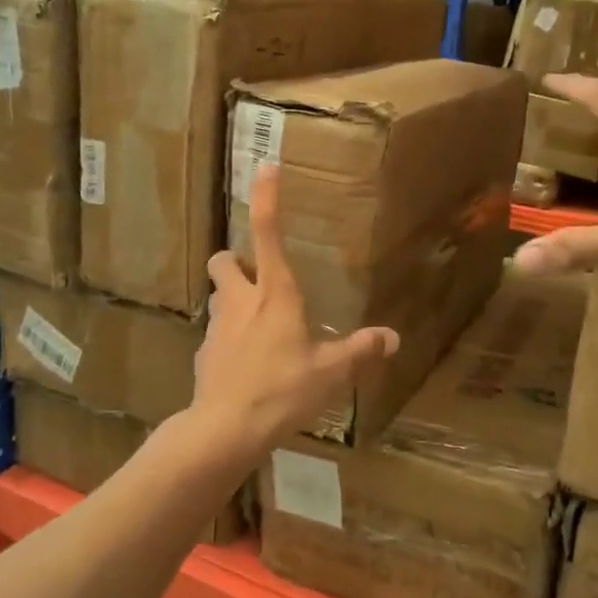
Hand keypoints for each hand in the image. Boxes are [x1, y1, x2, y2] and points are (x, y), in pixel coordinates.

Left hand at [192, 166, 399, 457]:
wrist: (225, 429)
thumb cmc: (283, 390)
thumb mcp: (331, 373)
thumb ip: (361, 351)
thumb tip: (392, 338)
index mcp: (275, 294)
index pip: (268, 232)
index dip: (266, 197)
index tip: (265, 168)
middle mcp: (241, 300)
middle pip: (225, 260)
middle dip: (237, 260)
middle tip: (258, 277)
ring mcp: (218, 326)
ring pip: (219, 295)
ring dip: (233, 298)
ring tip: (257, 323)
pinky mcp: (204, 353)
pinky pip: (217, 334)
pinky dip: (229, 338)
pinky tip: (246, 364)